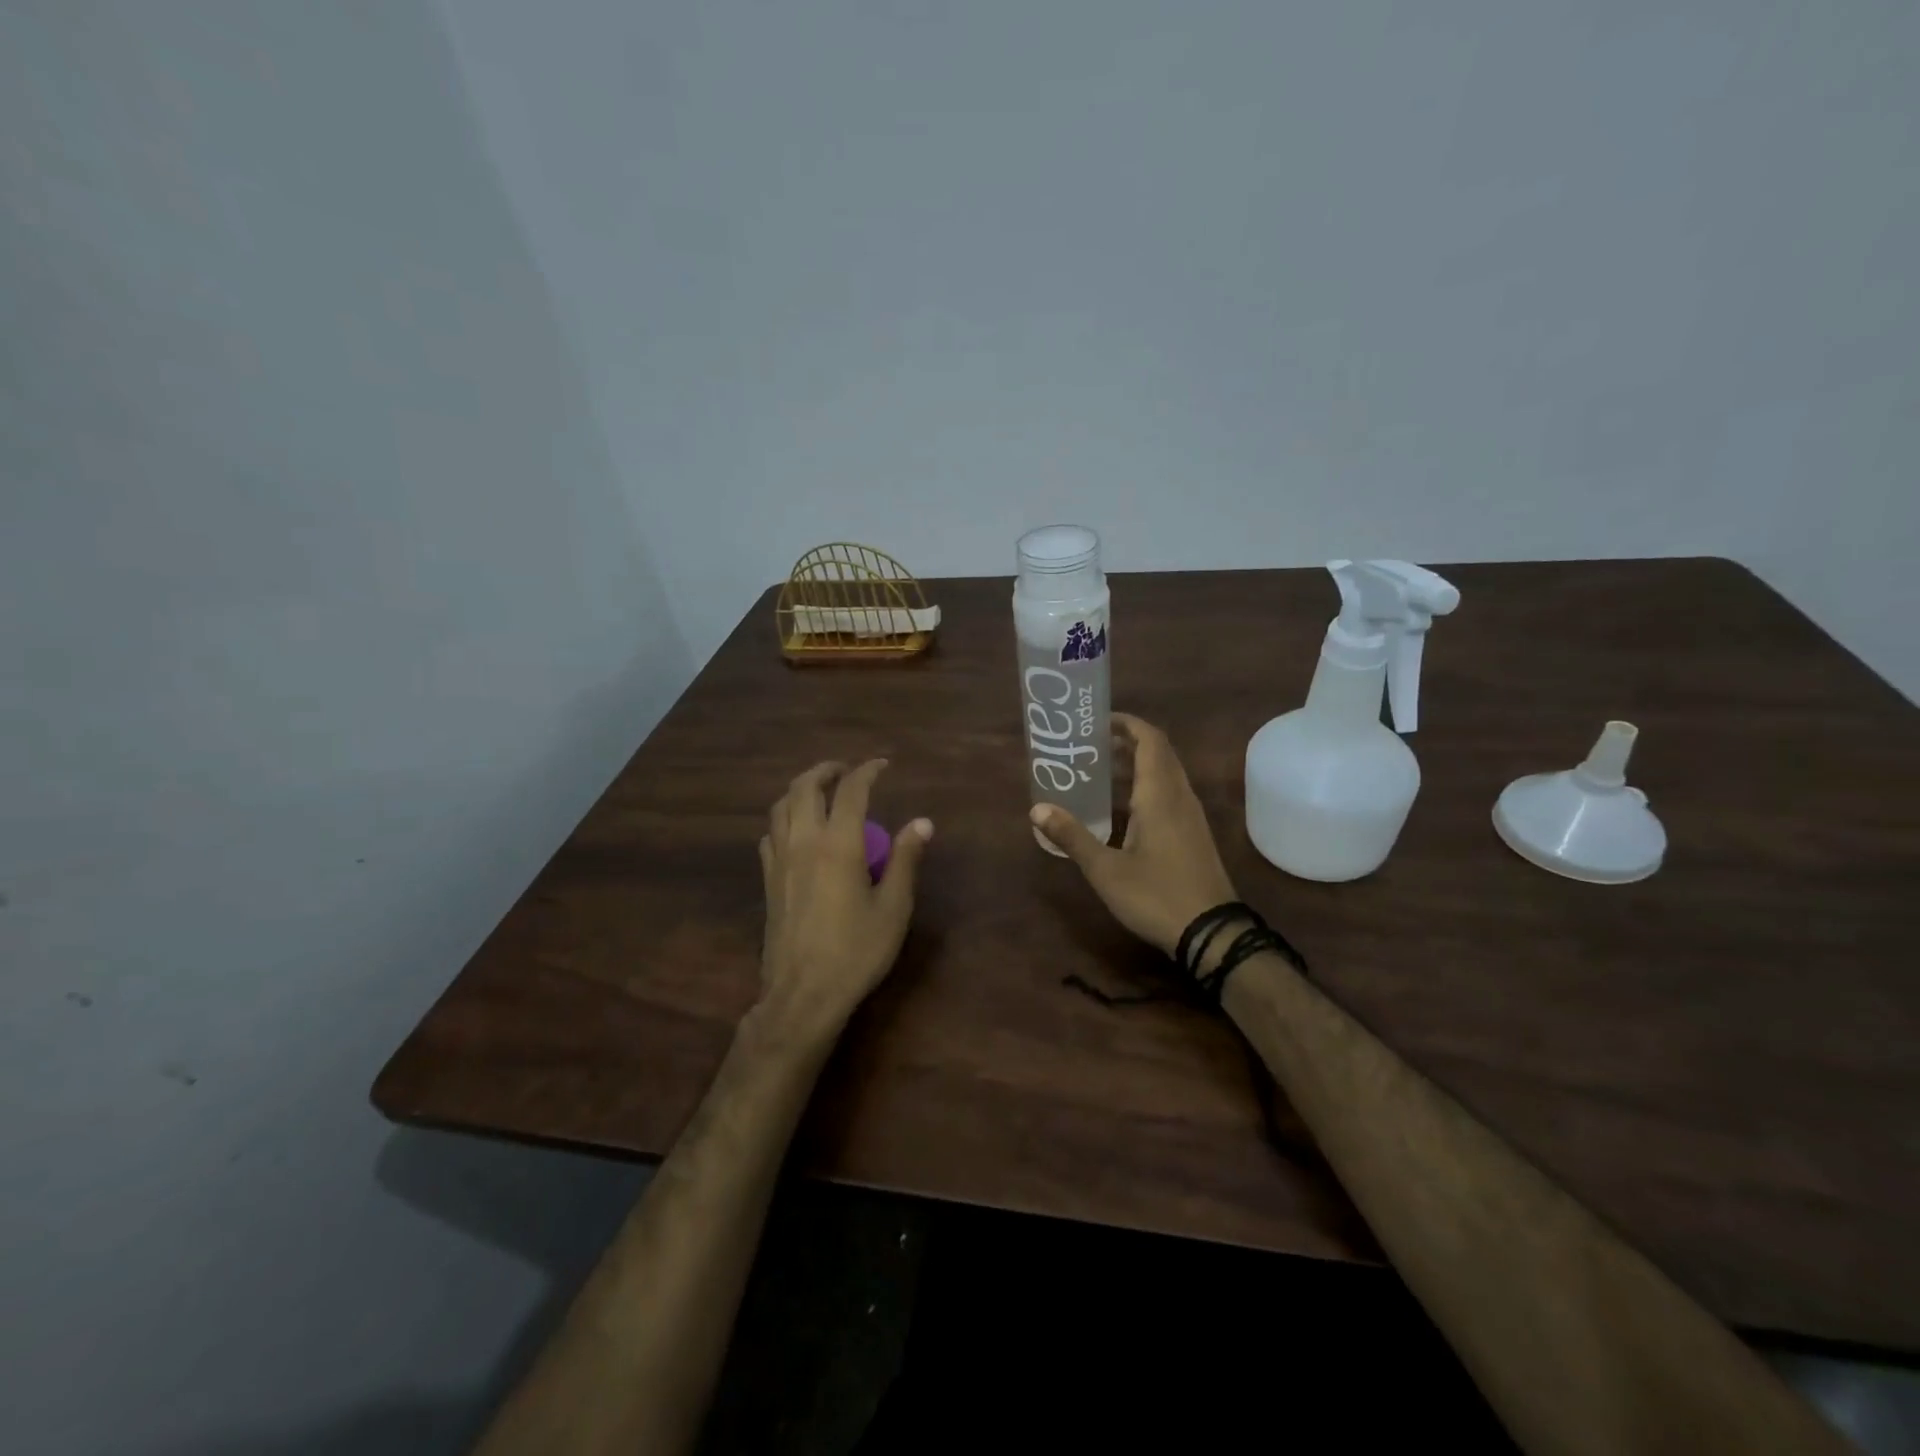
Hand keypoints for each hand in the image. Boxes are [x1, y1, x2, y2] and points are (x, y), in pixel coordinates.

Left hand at [757, 759, 932, 1042]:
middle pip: (804, 787)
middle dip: (825, 770)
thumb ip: (905, 860)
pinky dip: (784, 819)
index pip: (851, 791)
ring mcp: (780, 860)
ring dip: (800, 789)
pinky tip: (796, 831)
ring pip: (780, 807)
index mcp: (839, 844)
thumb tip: (922, 823)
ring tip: (820, 792)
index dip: (867, 771)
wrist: (804, 994)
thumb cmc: (856, 951)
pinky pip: (770, 834)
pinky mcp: (768, 880)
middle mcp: (804, 842)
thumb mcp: (893, 908)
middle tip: (846, 770)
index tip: (882, 765)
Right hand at [1030, 713, 1237, 957]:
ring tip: (1097, 772)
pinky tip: (1119, 810)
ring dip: (1135, 766)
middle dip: (1125, 742)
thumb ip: (1072, 836)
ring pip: (1164, 775)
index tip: (1097, 721)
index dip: (1127, 724)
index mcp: (1160, 795)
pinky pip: (1168, 796)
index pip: (1149, 740)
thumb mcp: (1105, 869)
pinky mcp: (1193, 835)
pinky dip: (1144, 788)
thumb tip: (1037, 808)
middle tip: (1089, 745)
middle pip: (1158, 753)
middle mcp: (1179, 797)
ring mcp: (1190, 817)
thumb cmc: (1156, 895)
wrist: (1211, 933)